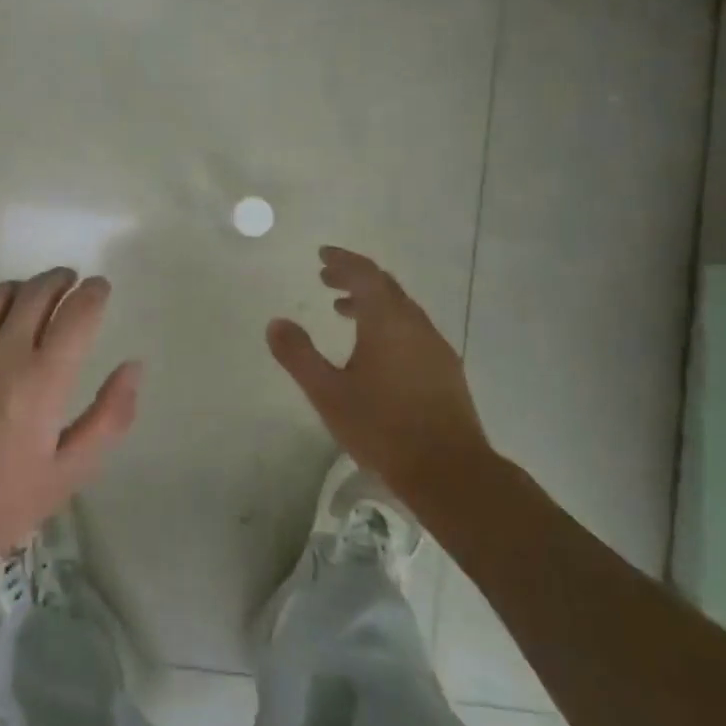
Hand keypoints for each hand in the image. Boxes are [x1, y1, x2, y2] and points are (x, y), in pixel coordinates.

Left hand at [0, 267, 141, 576]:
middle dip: (61, 280)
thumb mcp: (71, 472)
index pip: (78, 312)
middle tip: (70, 284)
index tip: (100, 288)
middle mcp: (3, 351)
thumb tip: (133, 367)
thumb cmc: (1, 502)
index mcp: (44, 378)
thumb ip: (109, 417)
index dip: (94, 293)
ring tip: (29, 301)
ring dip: (22, 289)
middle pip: (38, 291)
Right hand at [267, 246, 491, 487]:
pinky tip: (376, 350)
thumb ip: (299, 355)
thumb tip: (276, 323)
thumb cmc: (382, 428)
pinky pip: (412, 328)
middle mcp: (415, 324)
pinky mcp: (446, 369)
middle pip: (385, 286)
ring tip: (343, 312)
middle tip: (326, 279)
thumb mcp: (328, 393)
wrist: (448, 470)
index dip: (342, 260)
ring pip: (401, 309)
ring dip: (371, 302)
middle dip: (354, 278)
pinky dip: (389, 323)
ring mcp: (435, 346)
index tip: (322, 255)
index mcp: (387, 321)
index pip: (364, 274)